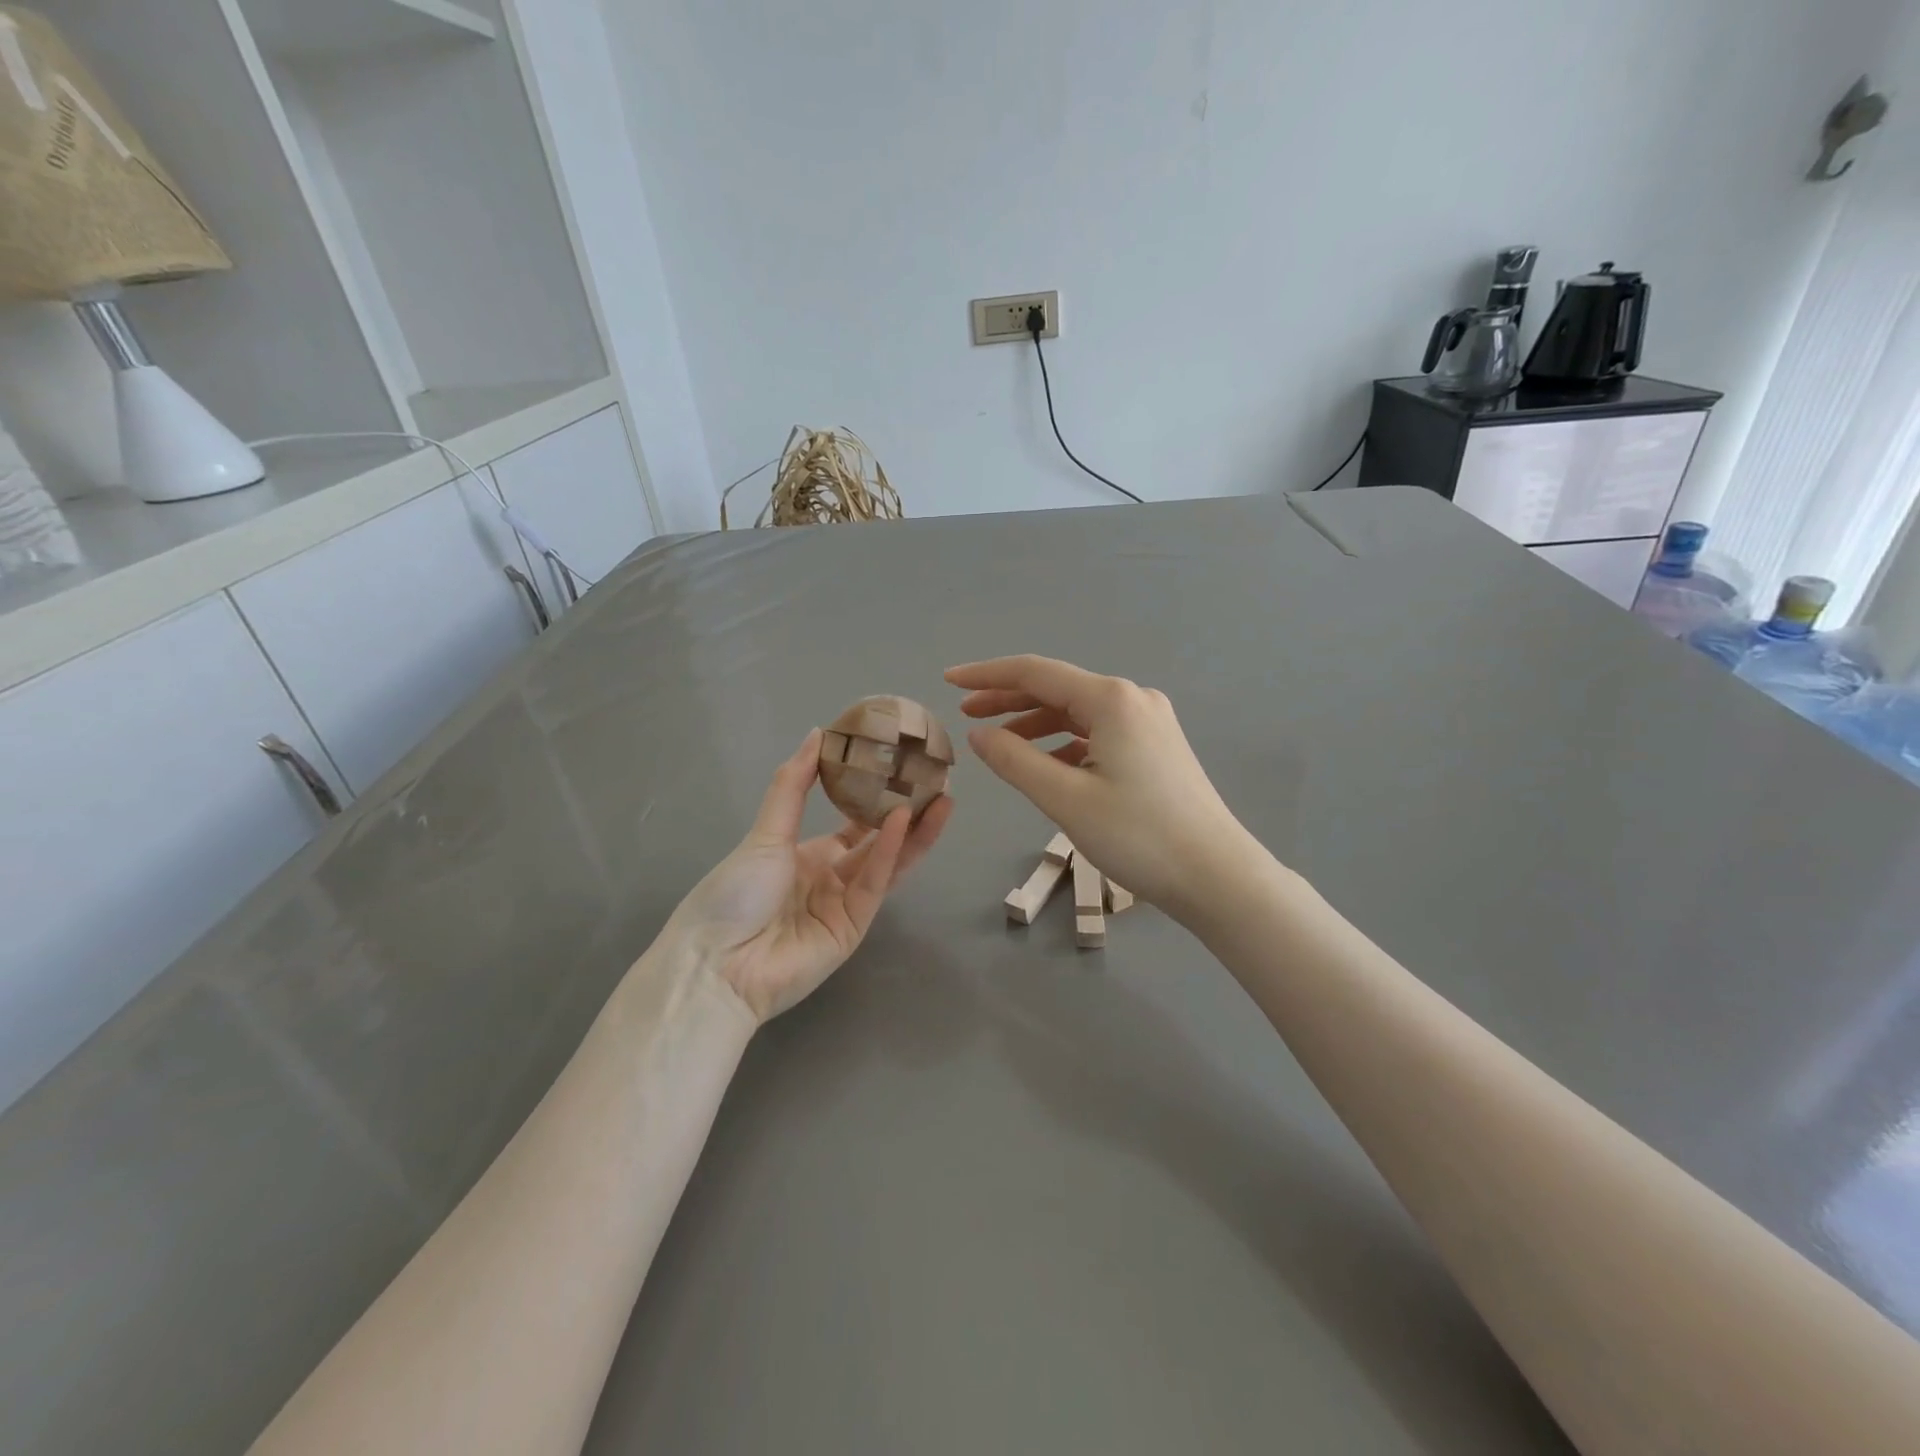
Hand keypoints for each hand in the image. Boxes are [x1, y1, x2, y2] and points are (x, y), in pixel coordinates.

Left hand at [670, 730, 953, 1022]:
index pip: (852, 823)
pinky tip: (903, 820)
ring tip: (943, 798)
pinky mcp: (854, 927)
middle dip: (909, 812)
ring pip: (887, 861)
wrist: (716, 964)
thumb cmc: (734, 892)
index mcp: (806, 856)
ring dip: (914, 831)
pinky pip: (874, 884)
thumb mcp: (765, 832)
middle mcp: (831, 878)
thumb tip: (818, 733)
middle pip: (878, 841)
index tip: (901, 767)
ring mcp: (845, 904)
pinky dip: (888, 852)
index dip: (877, 797)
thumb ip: (794, 784)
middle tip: (938, 781)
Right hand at [947, 656, 1259, 921]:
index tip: (948, 681)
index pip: (1034, 672)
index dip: (986, 675)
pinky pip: (1097, 733)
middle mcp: (1132, 698)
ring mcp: (1149, 722)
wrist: (1216, 875)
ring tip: (997, 741)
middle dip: (1008, 698)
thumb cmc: (1138, 836)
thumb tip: (978, 734)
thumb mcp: (1065, 798)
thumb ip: (1014, 760)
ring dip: (1035, 722)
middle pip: (1057, 688)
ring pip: (1077, 712)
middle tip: (965, 714)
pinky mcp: (1156, 746)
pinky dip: (1064, 742)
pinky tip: (1045, 763)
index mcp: (1110, 699)